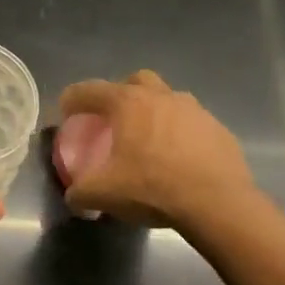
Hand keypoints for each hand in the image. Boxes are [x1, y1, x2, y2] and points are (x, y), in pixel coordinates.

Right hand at [57, 70, 255, 228]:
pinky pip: (191, 124)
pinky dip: (180, 135)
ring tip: (148, 140)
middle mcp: (162, 96)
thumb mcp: (104, 194)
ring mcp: (195, 110)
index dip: (73, 99)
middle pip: (136, 80)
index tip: (66, 112)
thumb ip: (80, 192)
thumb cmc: (153, 188)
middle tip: (113, 118)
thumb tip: (74, 195)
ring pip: (168, 100)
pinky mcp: (218, 129)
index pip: (91, 90)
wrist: (217, 203)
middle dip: (121, 93)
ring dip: (154, 112)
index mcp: (129, 103)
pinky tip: (177, 159)